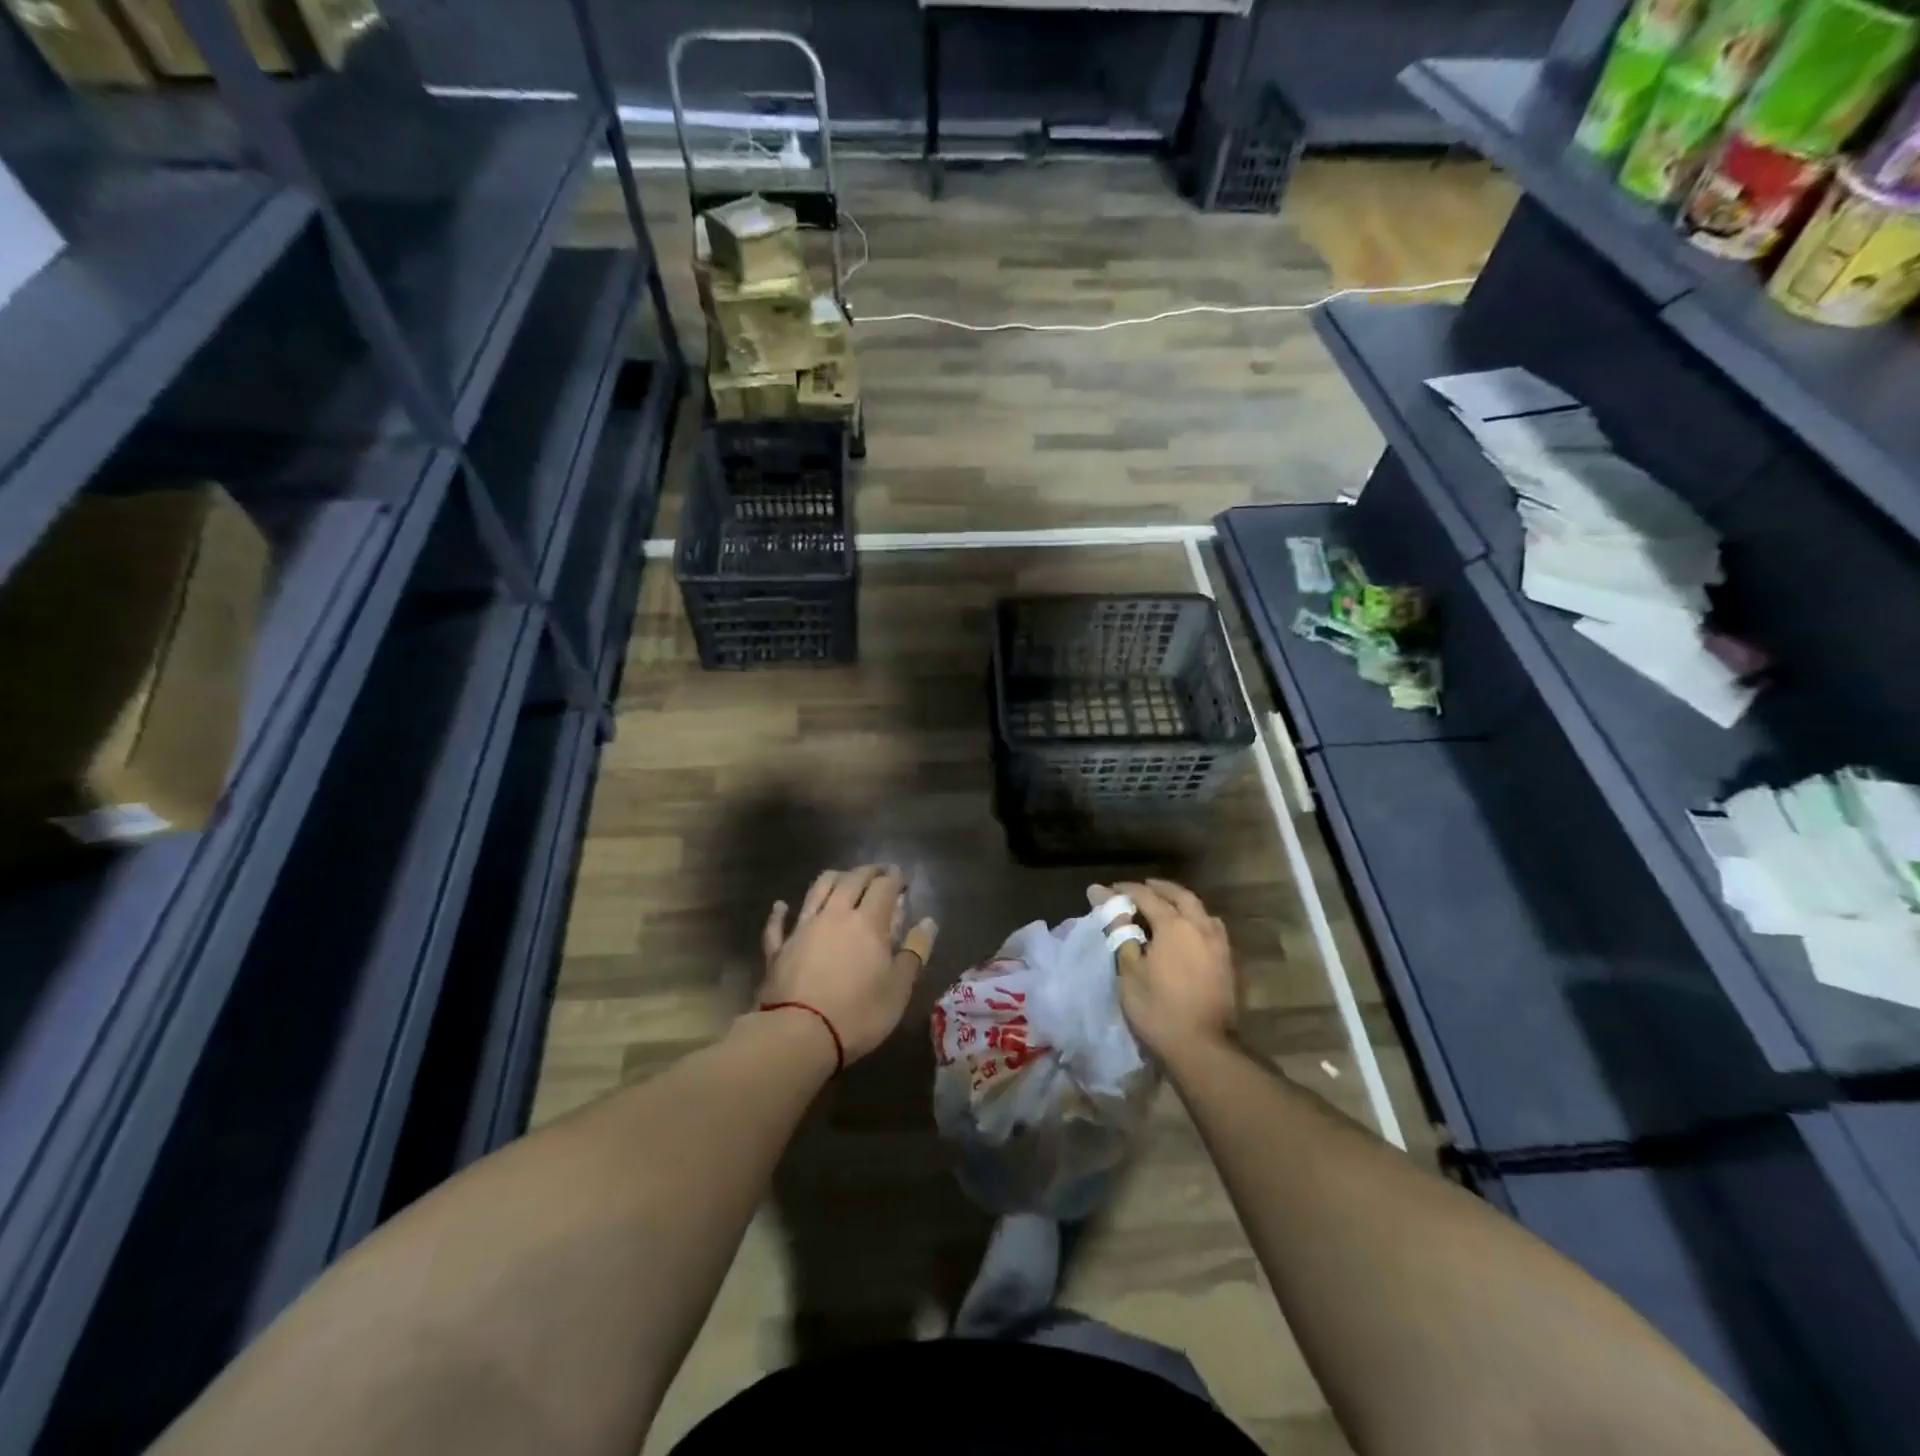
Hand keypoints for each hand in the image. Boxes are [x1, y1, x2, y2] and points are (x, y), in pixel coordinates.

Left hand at [758, 865, 937, 1062]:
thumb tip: (928, 922)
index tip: (901, 879)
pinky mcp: (778, 948)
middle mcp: (835, 915)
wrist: (798, 1034)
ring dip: (832, 878)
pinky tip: (782, 906)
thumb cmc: (858, 1013)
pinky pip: (778, 923)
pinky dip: (781, 912)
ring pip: (817, 889)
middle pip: (851, 880)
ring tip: (842, 878)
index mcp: (868, 922)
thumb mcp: (899, 988)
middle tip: (878, 872)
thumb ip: (915, 952)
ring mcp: (803, 928)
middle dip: (868, 872)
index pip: (884, 887)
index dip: (895, 879)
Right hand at [1090, 879, 1236, 1062]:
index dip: (1124, 891)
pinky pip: (1210, 927)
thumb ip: (1121, 933)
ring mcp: (1219, 944)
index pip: (1146, 896)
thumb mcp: (1129, 971)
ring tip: (1164, 906)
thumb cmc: (1158, 1008)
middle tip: (1140, 888)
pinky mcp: (1228, 963)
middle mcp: (1200, 926)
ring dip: (1180, 902)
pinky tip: (1187, 931)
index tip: (1105, 891)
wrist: (1204, 1048)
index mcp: (1175, 925)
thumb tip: (1107, 904)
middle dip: (1158, 888)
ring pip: (1200, 910)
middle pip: (1180, 896)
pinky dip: (1195, 919)